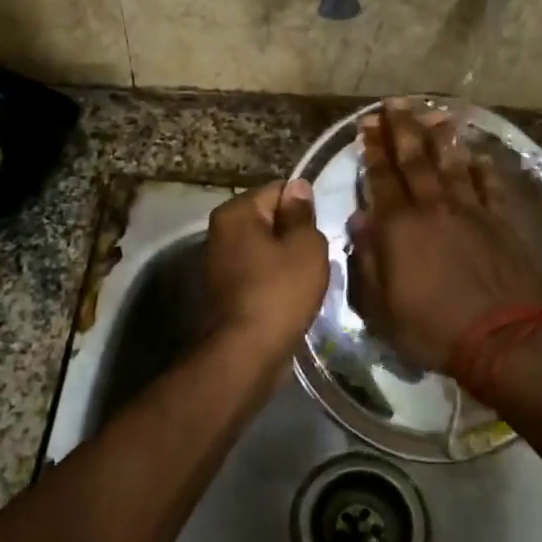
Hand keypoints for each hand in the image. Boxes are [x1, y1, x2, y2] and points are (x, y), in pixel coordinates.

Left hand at [202, 180, 329, 363]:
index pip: (279, 190)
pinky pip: (258, 273)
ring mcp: (218, 262)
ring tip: (308, 278)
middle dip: (295, 234)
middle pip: (270, 219)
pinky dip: (274, 280)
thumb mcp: (305, 246)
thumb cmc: (279, 292)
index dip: (305, 207)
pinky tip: (291, 296)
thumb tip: (298, 187)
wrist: (246, 354)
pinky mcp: (224, 291)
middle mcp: (220, 231)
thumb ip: (302, 213)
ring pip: (265, 248)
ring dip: (286, 259)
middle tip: (319, 255)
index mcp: (235, 212)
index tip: (322, 229)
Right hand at [347, 101, 541, 384]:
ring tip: (434, 114)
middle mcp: (434, 208)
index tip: (367, 125)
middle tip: (394, 103)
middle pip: (415, 160)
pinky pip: (489, 186)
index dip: (372, 150)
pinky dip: (482, 168)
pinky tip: (478, 154)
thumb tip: (359, 220)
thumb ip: (367, 260)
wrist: (504, 338)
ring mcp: (471, 212)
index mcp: (400, 227)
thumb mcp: (381, 306)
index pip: (381, 179)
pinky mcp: (501, 222)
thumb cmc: (433, 328)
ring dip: (441, 138)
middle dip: (401, 130)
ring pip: (452, 165)